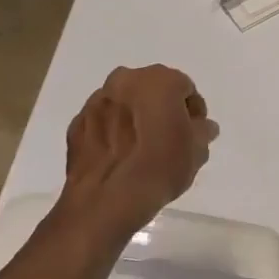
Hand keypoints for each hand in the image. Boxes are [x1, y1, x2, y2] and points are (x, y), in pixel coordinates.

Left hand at [57, 65, 218, 239]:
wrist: (107, 199)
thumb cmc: (160, 168)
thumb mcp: (196, 152)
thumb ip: (202, 131)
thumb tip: (201, 126)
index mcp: (159, 80)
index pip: (184, 87)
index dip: (192, 111)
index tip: (193, 133)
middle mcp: (125, 80)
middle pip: (151, 90)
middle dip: (161, 108)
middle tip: (168, 138)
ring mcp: (96, 100)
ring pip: (124, 103)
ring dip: (134, 118)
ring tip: (140, 150)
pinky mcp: (76, 123)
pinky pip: (102, 122)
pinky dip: (111, 132)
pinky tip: (119, 157)